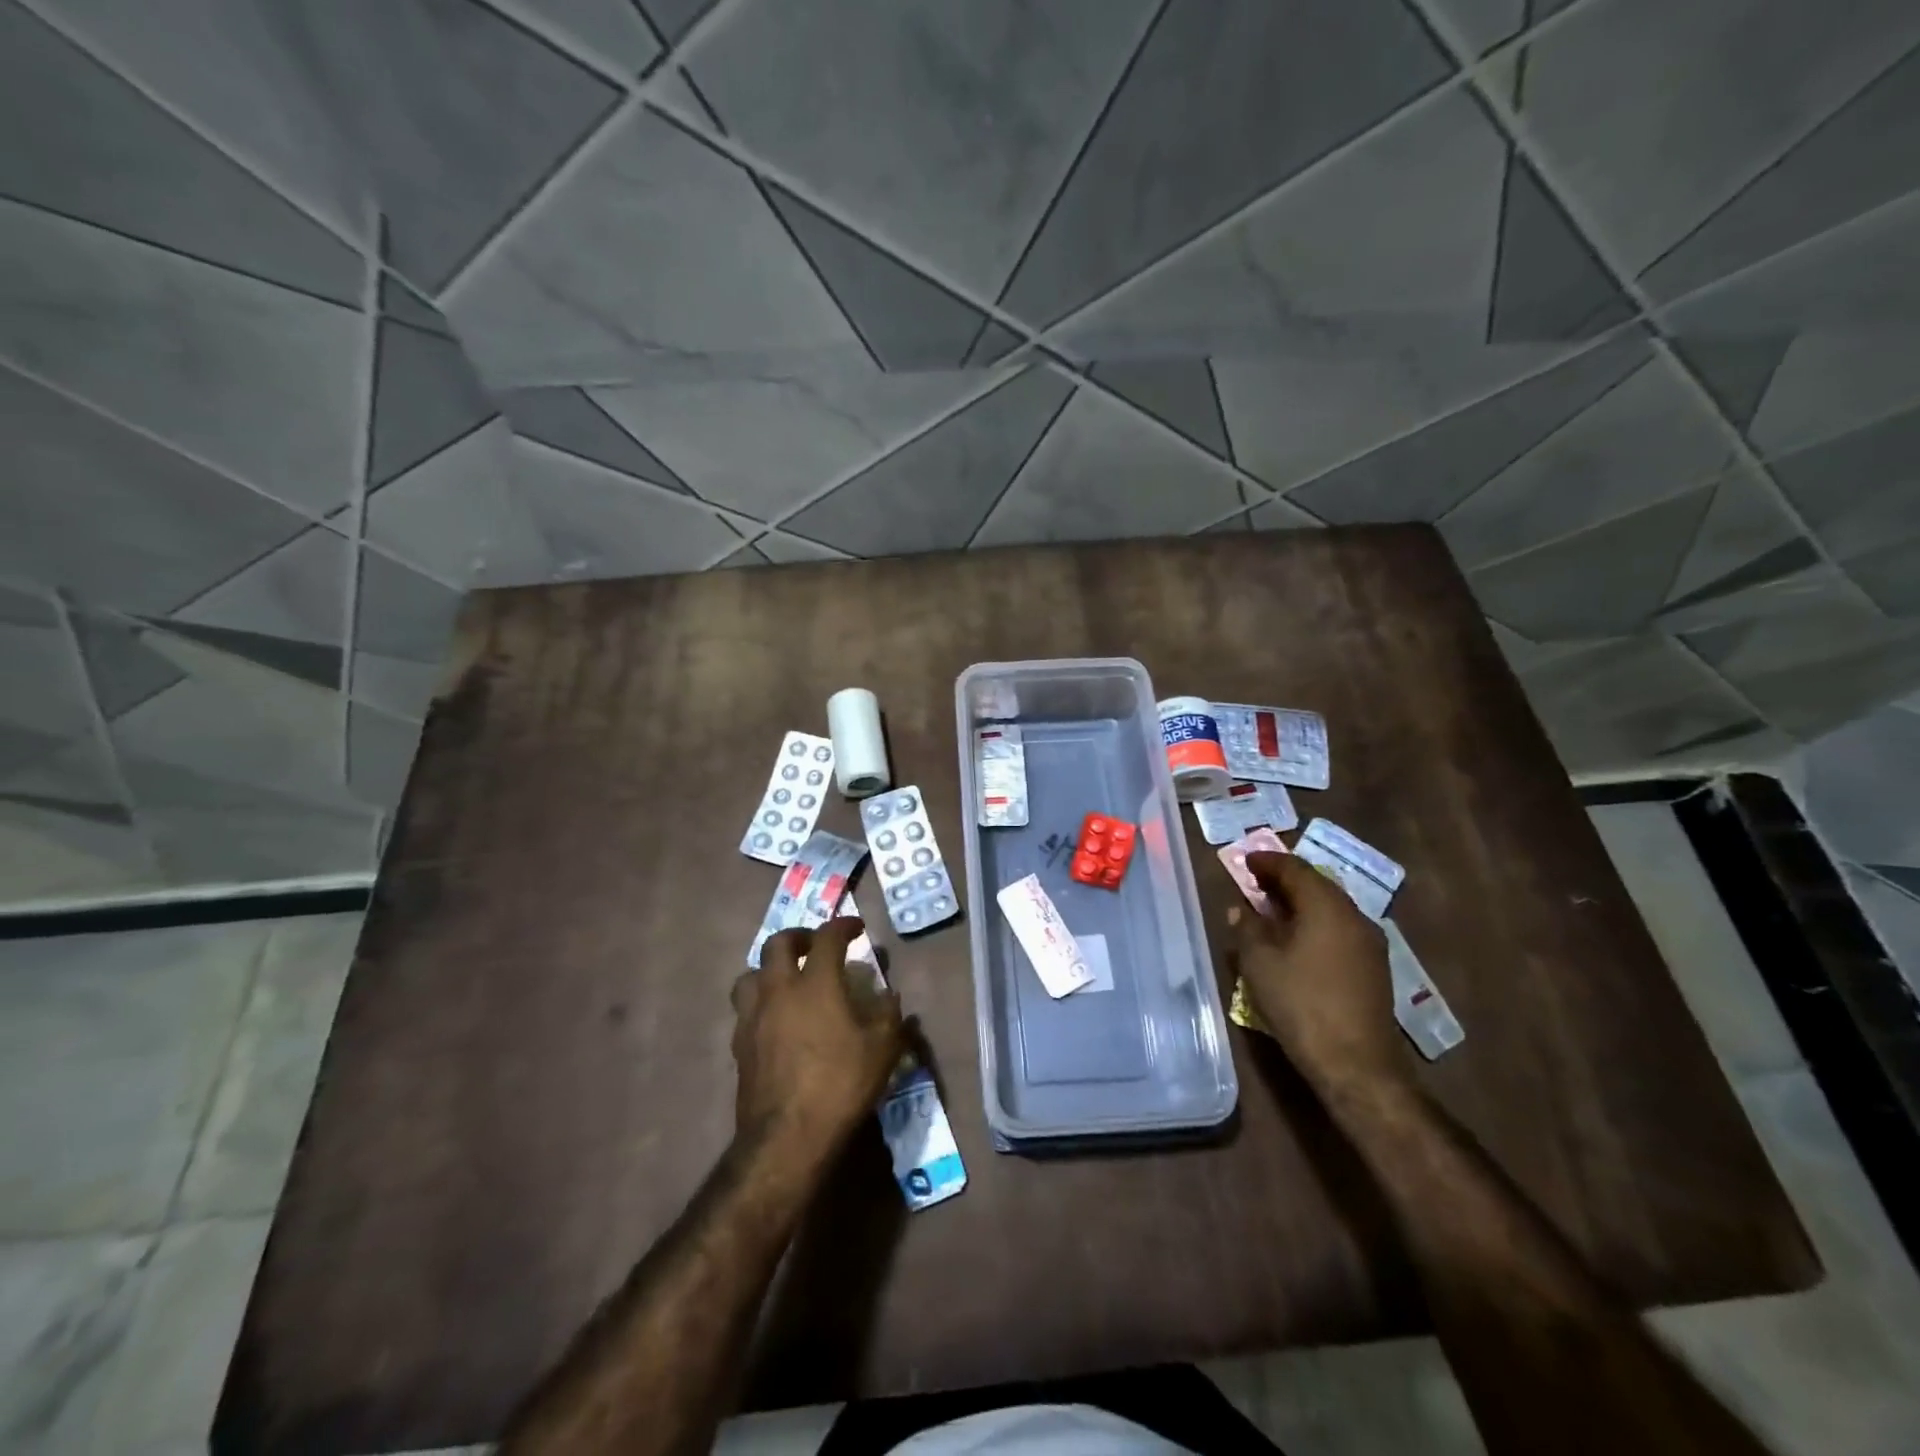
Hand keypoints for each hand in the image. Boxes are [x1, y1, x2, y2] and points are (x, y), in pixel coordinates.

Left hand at [731, 918, 904, 1156]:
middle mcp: (779, 991)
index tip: (857, 928)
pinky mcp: (739, 1045)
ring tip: (787, 979)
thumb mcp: (882, 1050)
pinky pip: (745, 1009)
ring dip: (770, 968)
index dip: (843, 926)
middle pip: (778, 943)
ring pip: (751, 974)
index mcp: (815, 984)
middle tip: (815, 945)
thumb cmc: (839, 1086)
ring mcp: (753, 1018)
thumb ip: (889, 1016)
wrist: (786, 1138)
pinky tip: (775, 1019)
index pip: (827, 937)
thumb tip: (889, 996)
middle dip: (799, 936)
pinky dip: (760, 1002)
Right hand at [1235, 852, 1404, 1097]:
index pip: (1295, 869)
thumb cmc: (1301, 1004)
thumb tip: (1240, 910)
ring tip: (1272, 910)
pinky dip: (1315, 923)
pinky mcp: (1374, 968)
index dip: (1268, 862)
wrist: (1357, 1065)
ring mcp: (1370, 943)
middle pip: (1317, 885)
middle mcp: (1354, 916)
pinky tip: (1297, 940)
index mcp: (1326, 907)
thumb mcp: (1259, 963)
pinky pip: (1339, 930)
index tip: (1245, 860)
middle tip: (1256, 882)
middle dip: (1285, 880)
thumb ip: (1247, 928)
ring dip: (1301, 903)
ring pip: (1331, 908)